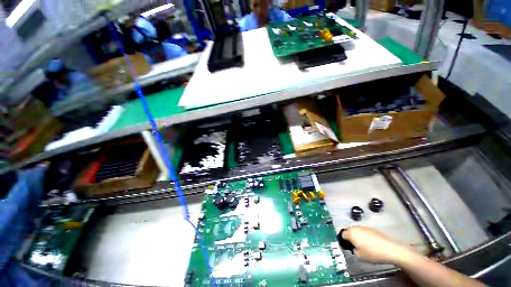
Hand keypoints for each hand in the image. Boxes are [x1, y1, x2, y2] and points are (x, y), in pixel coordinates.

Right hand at [342, 226, 412, 263]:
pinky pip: (363, 231)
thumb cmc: (372, 253)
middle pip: (348, 231)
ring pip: (356, 230)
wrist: (390, 249)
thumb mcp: (359, 255)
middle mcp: (355, 227)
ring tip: (362, 245)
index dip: (343, 241)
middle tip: (354, 246)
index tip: (347, 247)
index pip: (342, 235)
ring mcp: (363, 227)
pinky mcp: (371, 228)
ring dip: (356, 236)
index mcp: (351, 233)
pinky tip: (369, 243)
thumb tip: (353, 247)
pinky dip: (363, 235)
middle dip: (349, 237)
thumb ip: (352, 249)